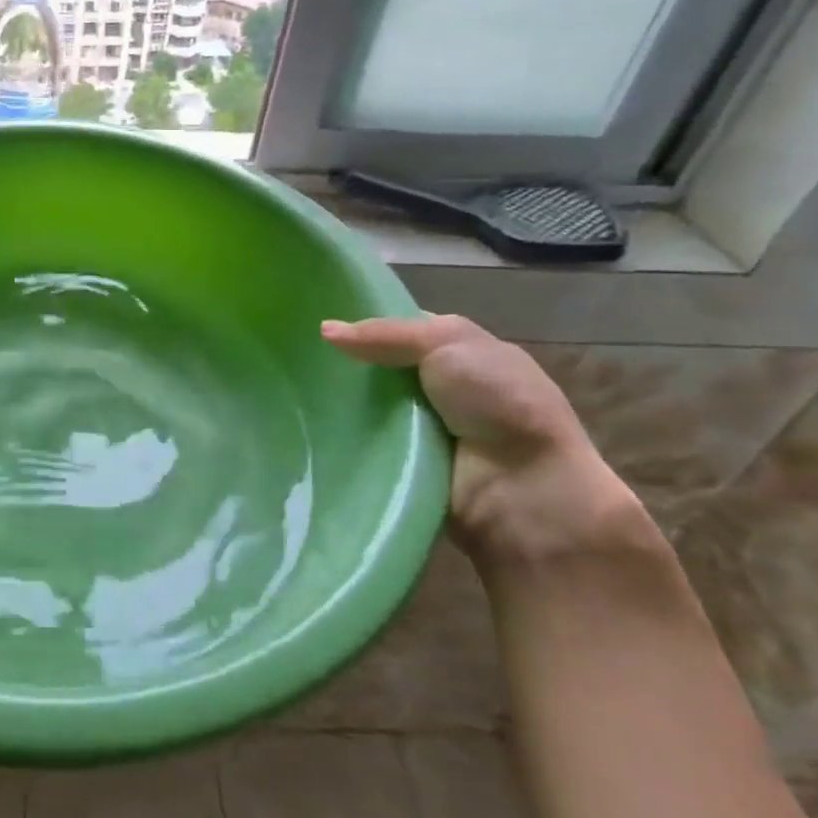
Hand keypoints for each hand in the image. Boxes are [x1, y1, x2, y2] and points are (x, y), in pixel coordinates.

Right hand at [323, 314, 651, 566]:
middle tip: (295, 361)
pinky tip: (310, 428)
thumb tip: (324, 331)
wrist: (528, 492)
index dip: (363, 326)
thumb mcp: (448, 343)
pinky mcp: (405, 466)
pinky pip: (365, 445)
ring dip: (340, 404)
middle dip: (345, 366)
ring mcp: (423, 430)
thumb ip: (386, 333)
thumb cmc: (498, 402)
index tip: (318, 327)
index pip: (400, 330)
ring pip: (367, 407)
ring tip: (290, 394)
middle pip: (378, 369)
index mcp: (460, 351)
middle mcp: (441, 387)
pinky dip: (344, 438)